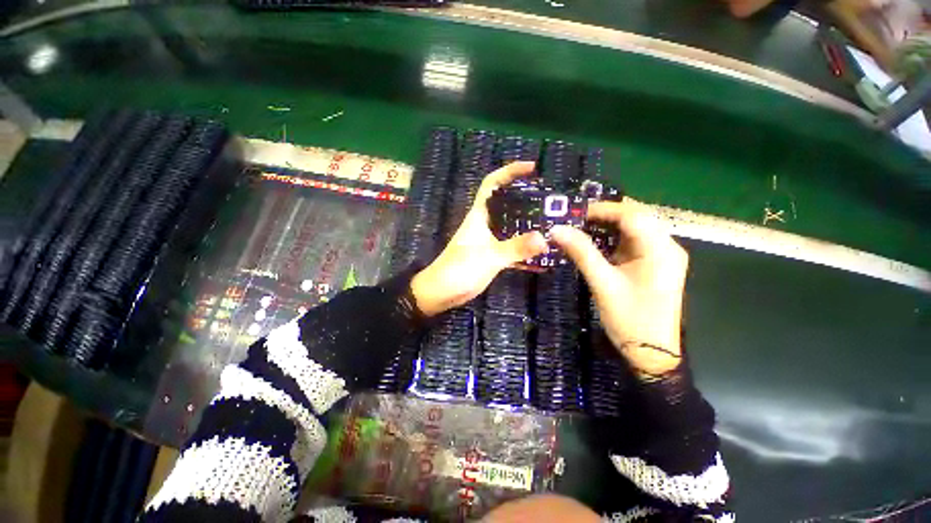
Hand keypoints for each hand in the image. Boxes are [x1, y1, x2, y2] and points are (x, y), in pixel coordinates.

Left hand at [411, 162, 547, 316]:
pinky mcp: (491, 255)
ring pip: (511, 226)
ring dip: (529, 225)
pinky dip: (525, 248)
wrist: (441, 293)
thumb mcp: (489, 257)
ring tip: (553, 224)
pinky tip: (542, 254)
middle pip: (507, 204)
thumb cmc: (459, 270)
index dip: (510, 171)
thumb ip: (516, 248)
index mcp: (479, 215)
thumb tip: (545, 238)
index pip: (492, 184)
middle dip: (527, 199)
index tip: (532, 168)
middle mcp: (485, 223)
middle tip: (551, 200)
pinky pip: (512, 247)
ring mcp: (489, 240)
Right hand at [549, 199, 687, 375]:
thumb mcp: (602, 283)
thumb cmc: (629, 318)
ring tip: (582, 227)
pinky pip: (634, 242)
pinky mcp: (655, 264)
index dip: (603, 209)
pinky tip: (596, 242)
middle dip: (606, 215)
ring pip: (635, 228)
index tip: (575, 213)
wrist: (651, 353)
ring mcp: (663, 255)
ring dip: (609, 225)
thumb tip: (557, 229)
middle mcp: (667, 246)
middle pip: (637, 217)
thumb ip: (581, 252)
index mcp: (660, 249)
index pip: (632, 215)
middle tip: (576, 219)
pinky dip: (614, 238)